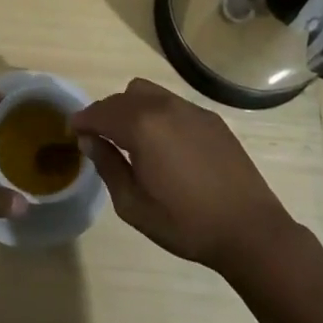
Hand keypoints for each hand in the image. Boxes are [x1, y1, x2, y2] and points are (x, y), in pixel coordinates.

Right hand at [72, 78, 294, 273]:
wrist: (250, 230)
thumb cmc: (186, 223)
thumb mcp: (134, 205)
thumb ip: (108, 166)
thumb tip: (90, 141)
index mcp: (142, 127)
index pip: (101, 112)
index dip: (82, 120)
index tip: (72, 130)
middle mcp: (164, 107)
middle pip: (123, 97)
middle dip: (106, 113)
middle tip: (99, 137)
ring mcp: (191, 109)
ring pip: (148, 92)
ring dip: (131, 108)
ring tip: (131, 137)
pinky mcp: (211, 118)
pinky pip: (172, 104)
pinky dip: (157, 113)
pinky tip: (164, 143)